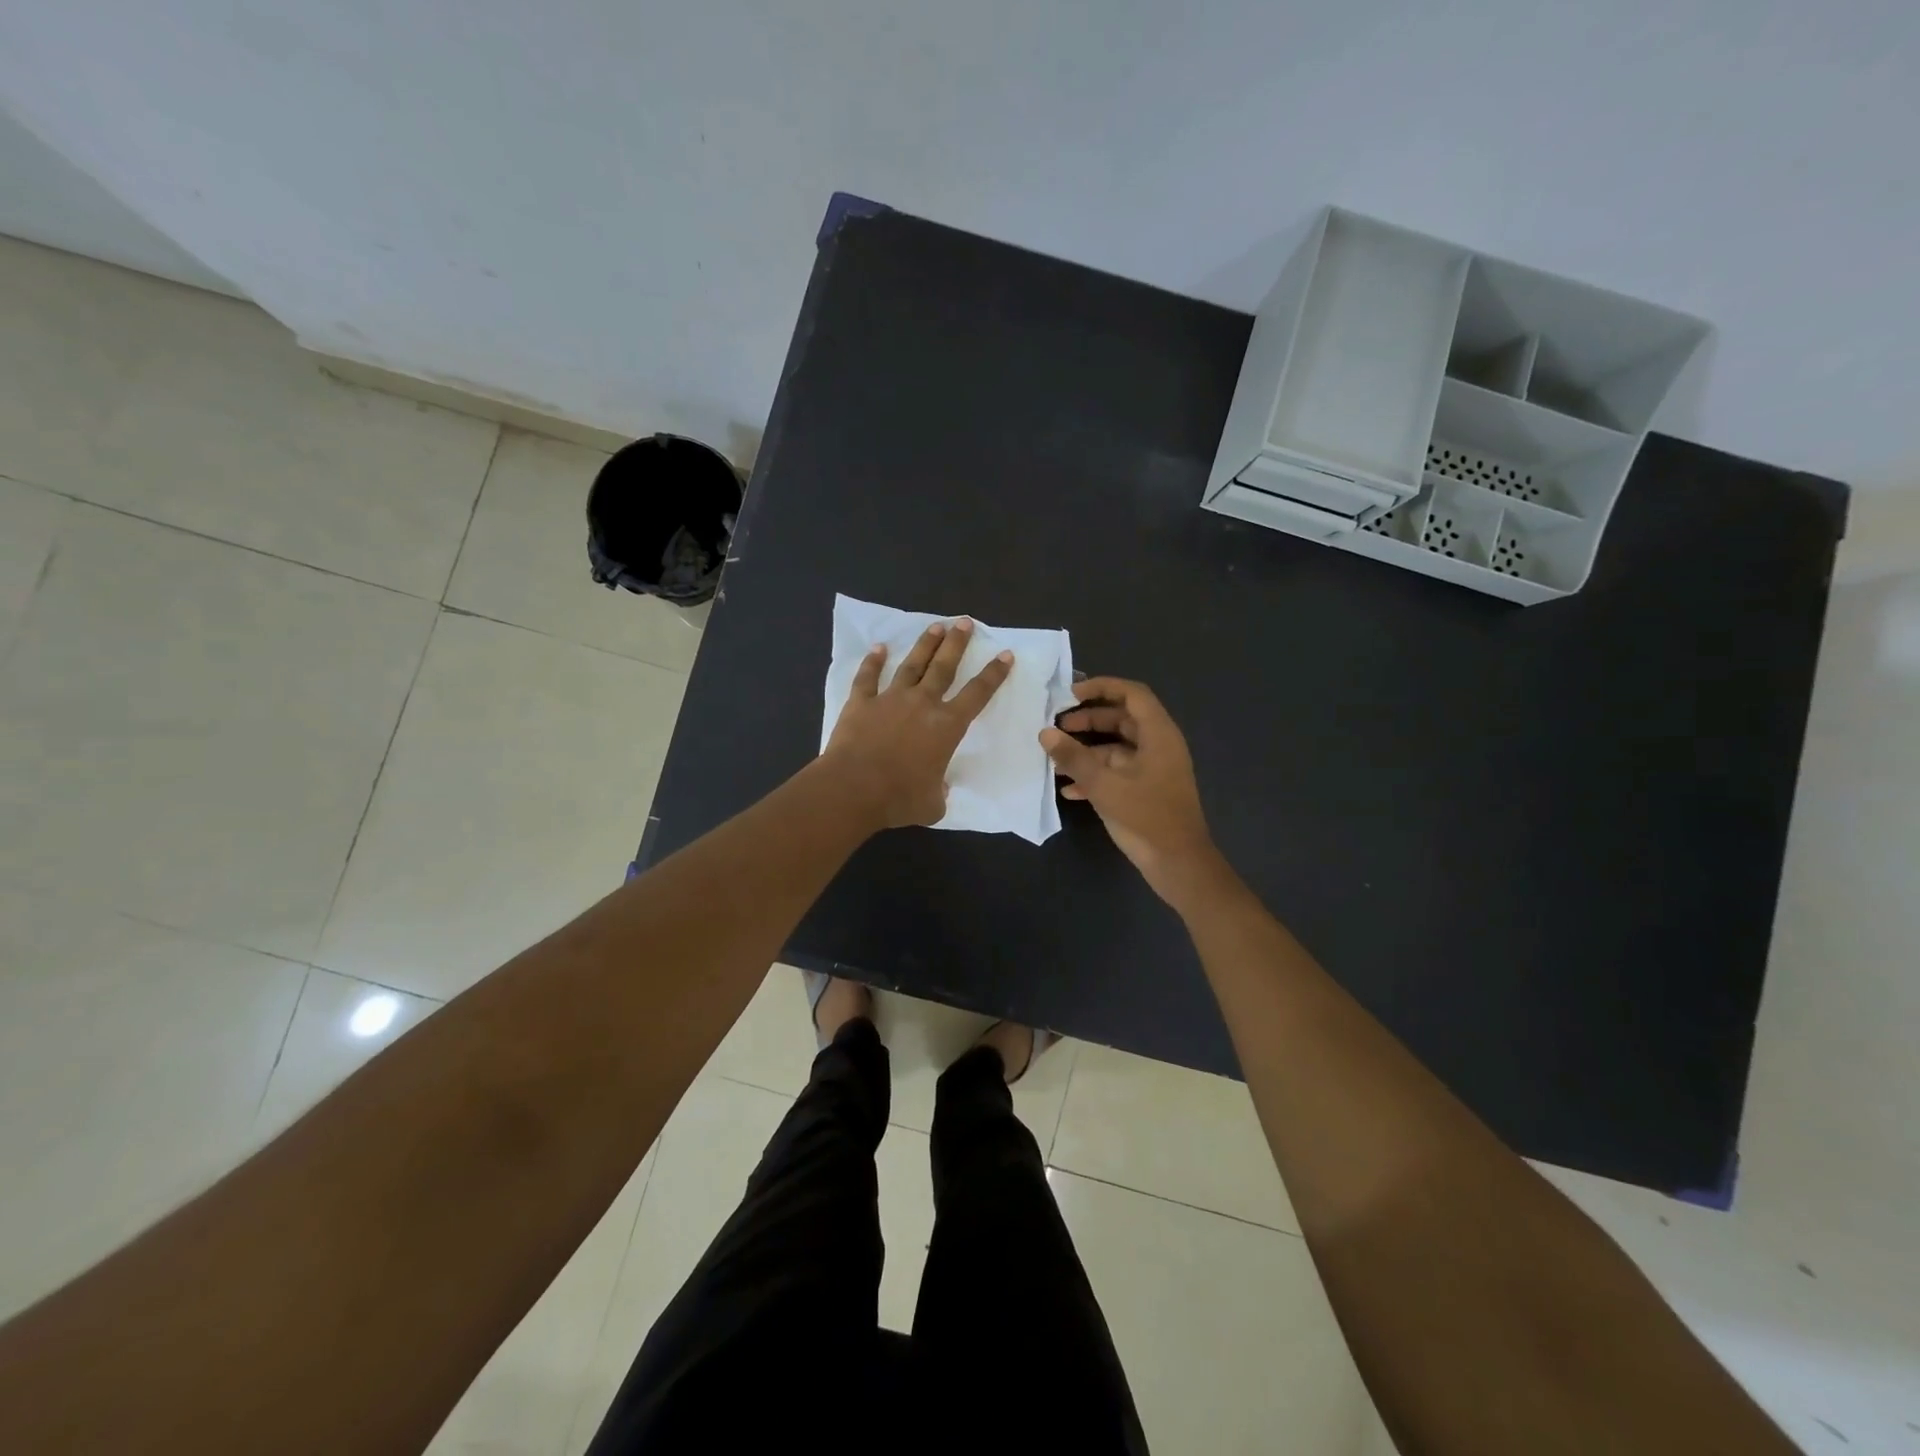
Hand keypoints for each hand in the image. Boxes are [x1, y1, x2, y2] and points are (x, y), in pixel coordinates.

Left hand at [822, 619, 1012, 828]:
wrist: (854, 788)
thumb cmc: (899, 798)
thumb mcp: (933, 804)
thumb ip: (940, 793)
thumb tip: (939, 790)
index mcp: (946, 726)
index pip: (978, 694)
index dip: (994, 674)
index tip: (1004, 654)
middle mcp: (922, 704)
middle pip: (944, 667)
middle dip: (957, 643)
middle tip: (965, 622)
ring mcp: (889, 699)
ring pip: (911, 665)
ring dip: (924, 645)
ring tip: (936, 627)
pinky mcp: (861, 703)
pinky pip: (868, 677)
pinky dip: (873, 661)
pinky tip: (878, 648)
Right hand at [1040, 677, 1224, 907]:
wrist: (1179, 864)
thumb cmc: (1146, 818)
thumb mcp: (1105, 785)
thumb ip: (1074, 757)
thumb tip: (1045, 733)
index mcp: (1159, 735)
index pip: (1132, 694)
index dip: (1102, 687)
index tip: (1070, 694)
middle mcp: (1159, 746)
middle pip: (1122, 719)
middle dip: (1089, 720)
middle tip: (1057, 726)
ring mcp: (1154, 769)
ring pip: (1117, 748)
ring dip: (1087, 751)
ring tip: (1056, 759)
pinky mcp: (1147, 791)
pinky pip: (1118, 772)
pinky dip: (1096, 774)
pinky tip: (1069, 789)